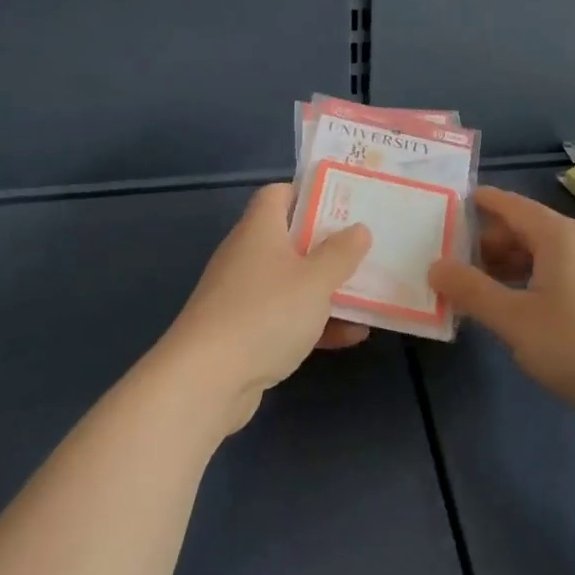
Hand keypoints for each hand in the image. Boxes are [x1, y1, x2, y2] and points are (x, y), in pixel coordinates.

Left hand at [163, 184, 372, 434]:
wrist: (206, 381)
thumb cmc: (265, 313)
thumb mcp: (316, 279)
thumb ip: (341, 253)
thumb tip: (359, 229)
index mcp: (259, 230)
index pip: (279, 194)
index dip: (309, 193)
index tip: (343, 203)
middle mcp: (247, 256)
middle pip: (290, 239)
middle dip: (328, 244)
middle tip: (364, 248)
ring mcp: (243, 296)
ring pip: (292, 282)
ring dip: (326, 288)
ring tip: (368, 292)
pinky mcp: (244, 333)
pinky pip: (286, 318)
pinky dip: (315, 323)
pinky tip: (352, 335)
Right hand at [428, 186, 574, 431]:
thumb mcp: (515, 322)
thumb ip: (471, 291)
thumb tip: (435, 265)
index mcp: (557, 234)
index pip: (508, 203)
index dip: (475, 203)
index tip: (442, 208)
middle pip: (522, 227)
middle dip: (484, 242)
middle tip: (448, 264)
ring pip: (539, 253)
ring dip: (505, 266)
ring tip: (474, 290)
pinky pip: (556, 272)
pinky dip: (528, 281)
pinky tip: (513, 309)